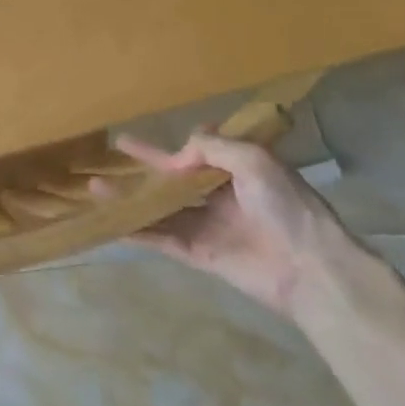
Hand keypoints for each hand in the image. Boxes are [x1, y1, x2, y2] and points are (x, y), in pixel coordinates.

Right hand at [115, 128, 362, 321]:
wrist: (310, 269)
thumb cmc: (287, 206)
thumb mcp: (254, 161)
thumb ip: (213, 148)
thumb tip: (180, 152)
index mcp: (240, 171)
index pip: (206, 151)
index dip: (187, 144)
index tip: (173, 136)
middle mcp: (221, 196)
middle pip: (175, 178)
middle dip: (147, 164)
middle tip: (117, 147)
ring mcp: (208, 226)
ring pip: (162, 207)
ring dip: (131, 197)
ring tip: (95, 187)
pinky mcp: (200, 255)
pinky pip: (162, 239)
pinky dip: (138, 231)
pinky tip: (112, 224)